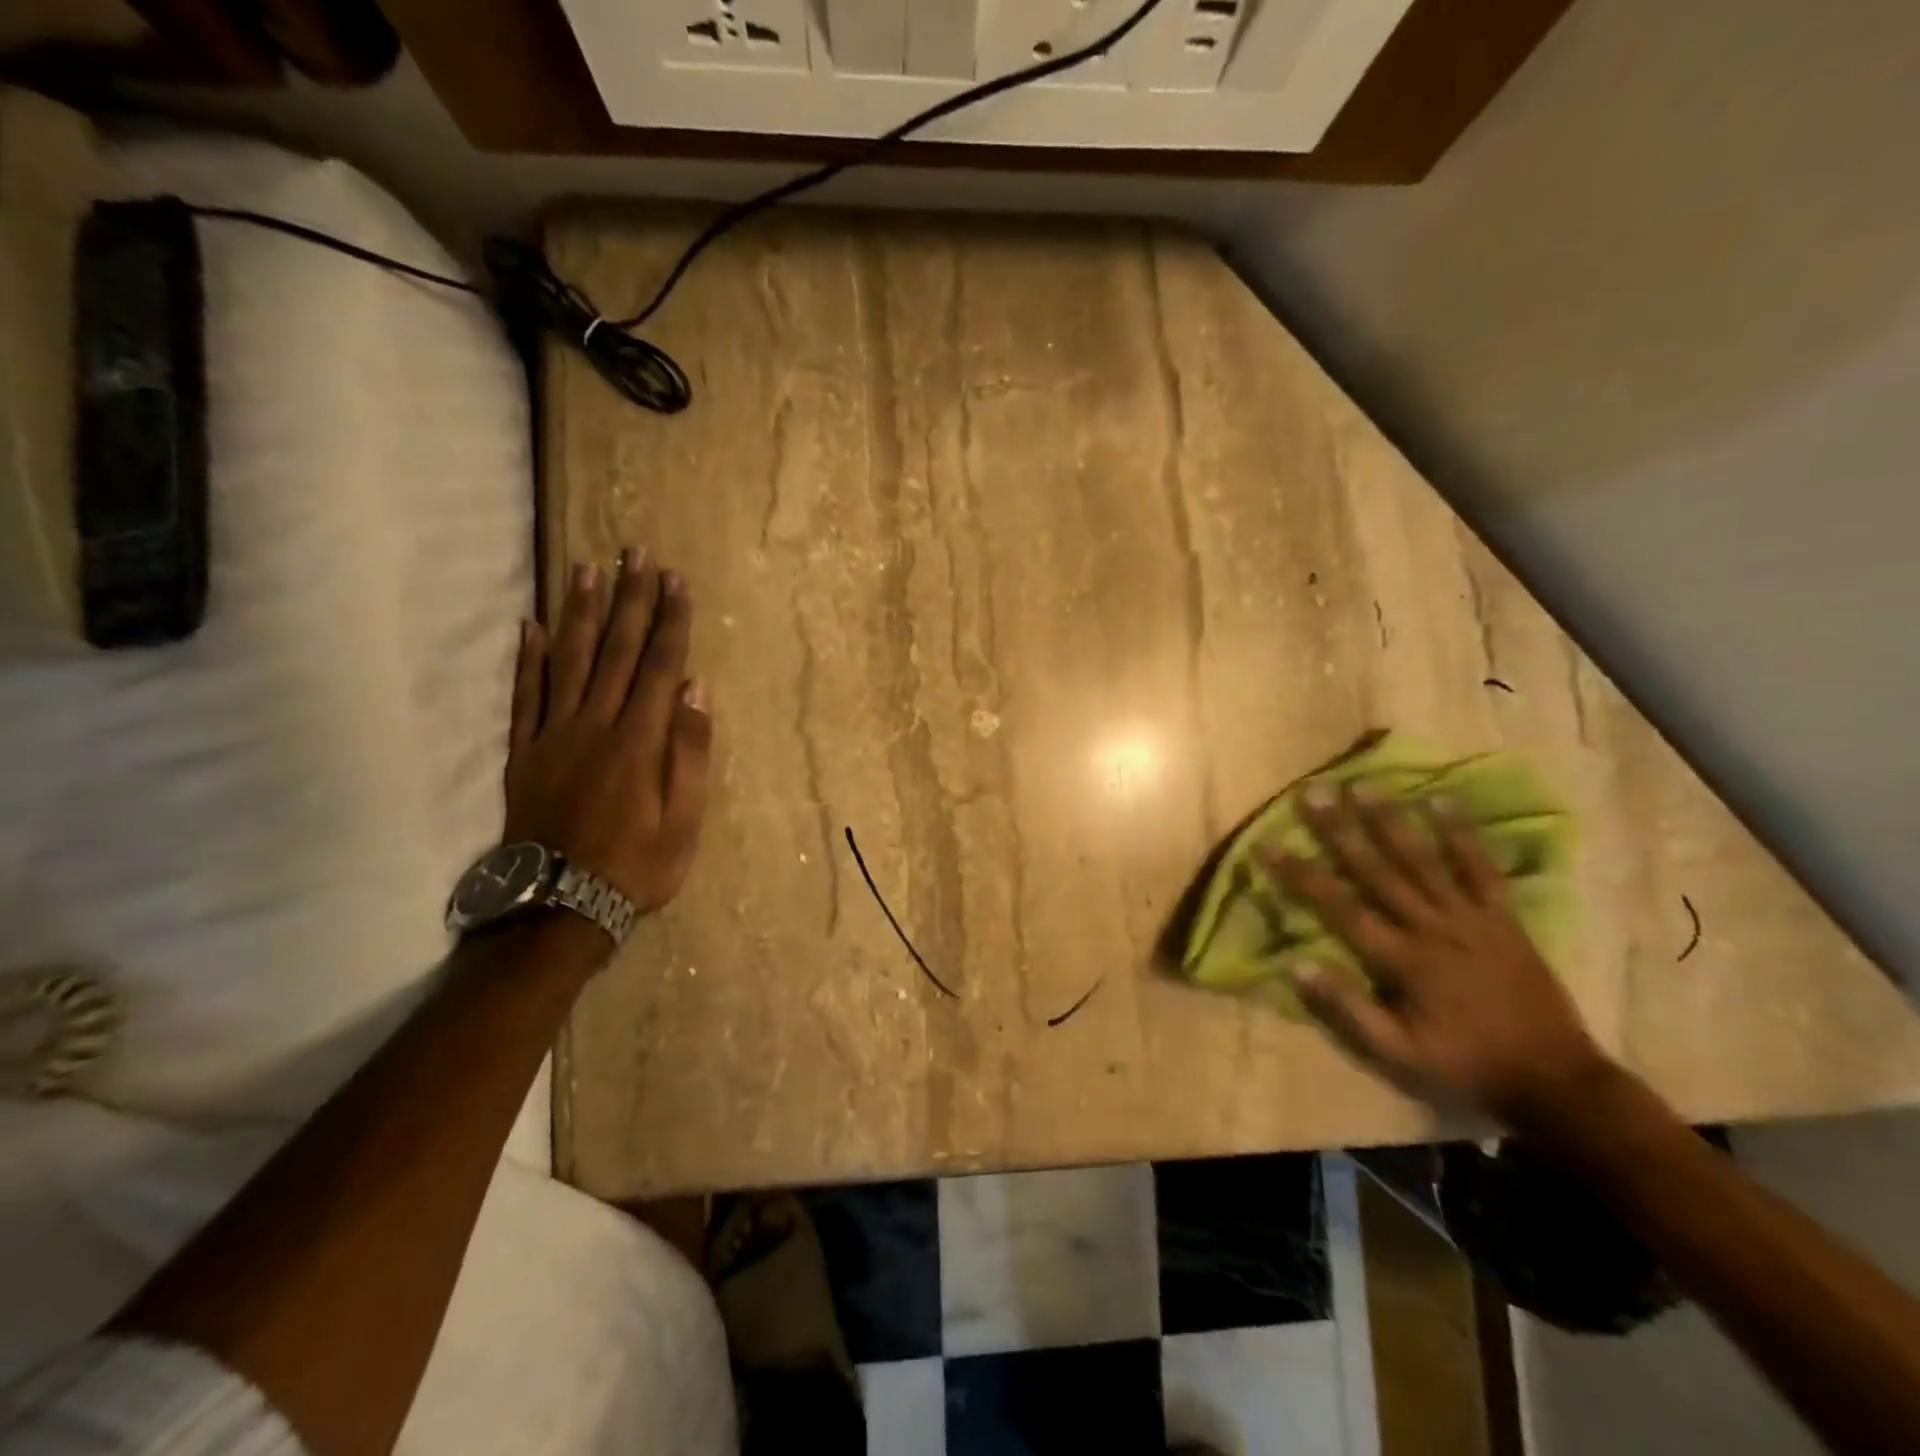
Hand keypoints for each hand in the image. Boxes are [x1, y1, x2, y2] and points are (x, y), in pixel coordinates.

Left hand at [504, 549, 712, 915]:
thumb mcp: (684, 818)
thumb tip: (697, 690)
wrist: (559, 905)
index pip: (660, 665)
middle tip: (635, 553)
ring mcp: (553, 735)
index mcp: (639, 739)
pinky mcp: (524, 752)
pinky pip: (524, 695)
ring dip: (581, 612)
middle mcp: (595, 724)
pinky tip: (531, 625)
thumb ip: (690, 752)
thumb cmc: (637, 865)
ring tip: (587, 568)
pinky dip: (527, 658)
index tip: (675, 579)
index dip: (670, 620)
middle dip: (630, 599)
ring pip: (569, 660)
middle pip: (616, 651)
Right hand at [1263, 783, 1610, 1128]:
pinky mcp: (1502, 917)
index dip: (1301, 874)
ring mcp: (1471, 918)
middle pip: (1377, 870)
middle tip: (1314, 792)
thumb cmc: (1465, 1066)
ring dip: (1391, 820)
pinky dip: (1462, 835)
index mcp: (1403, 959)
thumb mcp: (1398, 1055)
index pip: (1339, 907)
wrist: (1555, 1080)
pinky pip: (1480, 869)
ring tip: (1364, 785)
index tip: (1269, 843)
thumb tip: (1296, 965)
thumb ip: (1348, 1009)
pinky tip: (1441, 802)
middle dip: (1341, 829)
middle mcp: (1432, 927)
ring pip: (1423, 860)